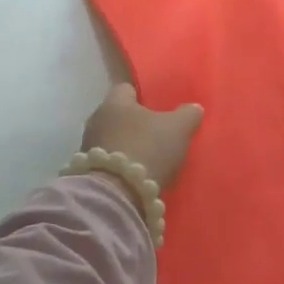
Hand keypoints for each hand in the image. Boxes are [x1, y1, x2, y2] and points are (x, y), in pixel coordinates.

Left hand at [81, 83, 203, 191]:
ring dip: (128, 145)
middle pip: (119, 115)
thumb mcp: (178, 128)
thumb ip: (188, 114)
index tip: (160, 106)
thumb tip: (194, 108)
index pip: (128, 89)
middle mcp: (97, 119)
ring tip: (150, 156)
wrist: (117, 194)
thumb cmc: (148, 148)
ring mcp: (89, 147)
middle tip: (158, 132)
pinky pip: (110, 161)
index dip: (145, 96)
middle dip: (136, 122)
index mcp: (115, 102)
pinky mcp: (89, 171)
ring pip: (113, 139)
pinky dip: (123, 164)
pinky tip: (139, 173)